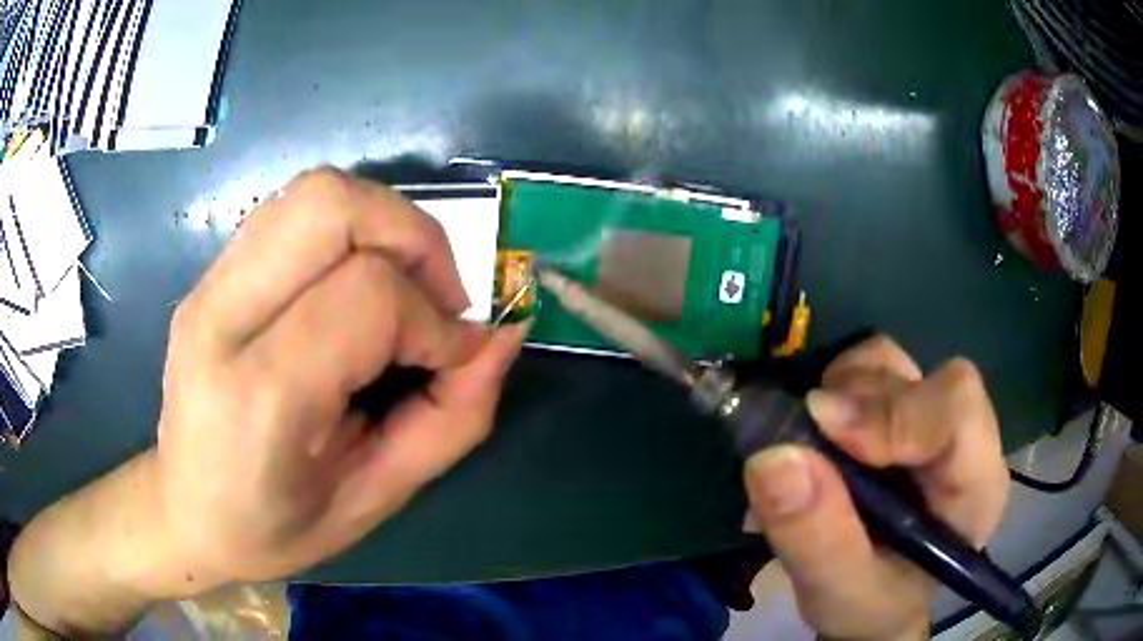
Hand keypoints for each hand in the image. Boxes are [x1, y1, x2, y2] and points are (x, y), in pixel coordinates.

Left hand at [156, 168, 527, 586]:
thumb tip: (502, 339)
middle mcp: (222, 319)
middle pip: (332, 205)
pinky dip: (347, 232)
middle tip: (437, 297)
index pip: (368, 296)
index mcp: (260, 396)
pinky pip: (292, 214)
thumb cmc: (276, 527)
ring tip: (402, 288)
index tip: (456, 358)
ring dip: (383, 224)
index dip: (434, 320)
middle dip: (413, 236)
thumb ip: (450, 421)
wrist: (185, 512)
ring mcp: (207, 287)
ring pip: (313, 192)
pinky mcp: (209, 276)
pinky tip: (354, 286)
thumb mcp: (375, 500)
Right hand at [743, 337, 1008, 640]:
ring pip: (892, 363)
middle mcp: (964, 440)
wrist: (874, 603)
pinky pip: (870, 368)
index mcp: (974, 486)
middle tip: (804, 447)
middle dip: (856, 404)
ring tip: (813, 444)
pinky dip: (835, 387)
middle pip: (919, 379)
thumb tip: (772, 457)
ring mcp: (932, 418)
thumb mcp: (839, 591)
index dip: (893, 410)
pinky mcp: (904, 410)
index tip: (823, 428)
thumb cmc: (870, 605)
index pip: (957, 409)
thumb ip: (813, 537)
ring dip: (842, 391)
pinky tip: (821, 433)